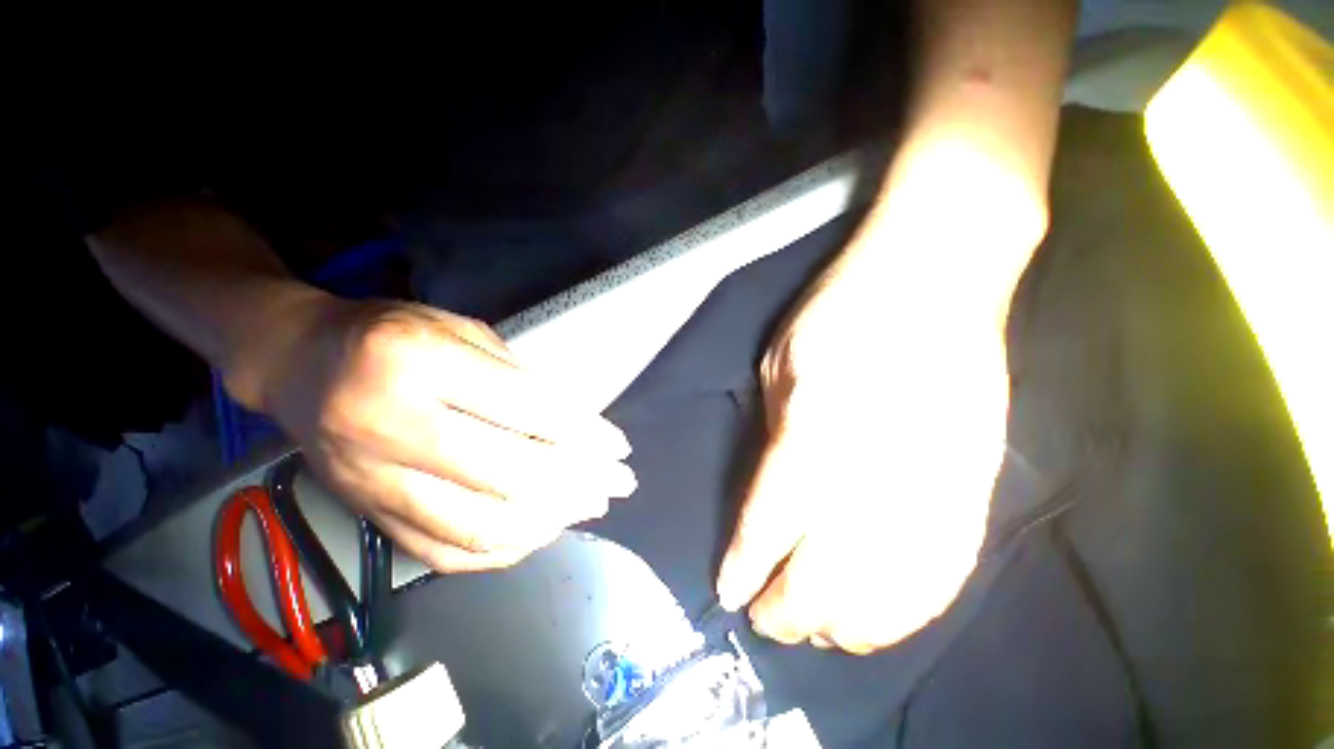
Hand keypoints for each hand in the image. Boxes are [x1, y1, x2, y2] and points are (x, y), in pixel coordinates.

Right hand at [237, 296, 635, 571]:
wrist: (298, 363)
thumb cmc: (393, 335)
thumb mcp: (464, 333)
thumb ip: (519, 380)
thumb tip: (576, 429)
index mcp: (419, 361)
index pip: (528, 409)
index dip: (585, 433)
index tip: (619, 447)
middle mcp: (392, 425)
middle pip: (512, 473)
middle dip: (580, 482)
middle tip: (620, 483)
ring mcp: (372, 481)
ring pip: (482, 524)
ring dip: (551, 519)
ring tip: (592, 505)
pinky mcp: (367, 515)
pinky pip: (447, 551)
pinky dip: (505, 547)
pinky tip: (542, 529)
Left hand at [715, 211, 1024, 653]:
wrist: (935, 275)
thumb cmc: (839, 308)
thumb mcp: (778, 362)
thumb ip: (777, 434)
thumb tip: (771, 499)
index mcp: (819, 420)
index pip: (773, 516)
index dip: (748, 562)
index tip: (728, 591)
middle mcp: (879, 462)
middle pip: (829, 569)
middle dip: (790, 607)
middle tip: (762, 620)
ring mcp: (939, 477)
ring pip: (891, 589)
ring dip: (845, 622)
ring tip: (811, 632)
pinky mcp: (978, 481)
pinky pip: (944, 570)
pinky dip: (905, 610)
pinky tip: (872, 621)